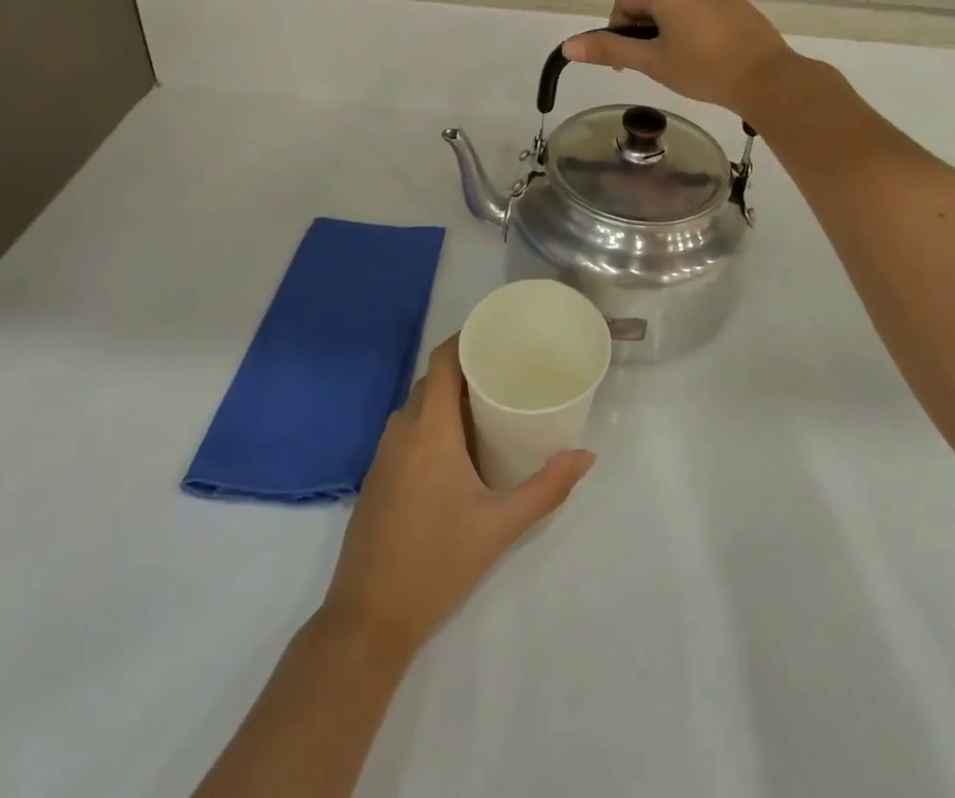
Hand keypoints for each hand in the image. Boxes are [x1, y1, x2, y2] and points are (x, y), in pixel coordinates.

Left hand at [321, 338, 594, 655]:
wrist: (367, 620)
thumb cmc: (436, 564)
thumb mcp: (500, 526)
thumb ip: (546, 488)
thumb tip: (587, 455)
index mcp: (428, 429)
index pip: (442, 360)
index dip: (466, 338)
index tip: (499, 333)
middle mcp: (402, 431)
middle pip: (432, 380)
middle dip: (466, 369)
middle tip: (507, 370)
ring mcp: (384, 454)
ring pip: (418, 405)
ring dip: (449, 397)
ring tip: (490, 403)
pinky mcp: (378, 477)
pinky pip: (408, 429)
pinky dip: (433, 421)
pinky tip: (459, 445)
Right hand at [563, 0, 799, 119]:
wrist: (767, 79)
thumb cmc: (703, 70)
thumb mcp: (651, 62)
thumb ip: (609, 49)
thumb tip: (568, 45)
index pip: (624, 5)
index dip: (617, 33)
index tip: (627, 64)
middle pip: (652, 4)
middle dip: (645, 33)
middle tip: (655, 67)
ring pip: (679, 9)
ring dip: (670, 31)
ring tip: (682, 65)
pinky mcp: (740, 4)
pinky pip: (704, 12)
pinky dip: (696, 30)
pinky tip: (706, 57)